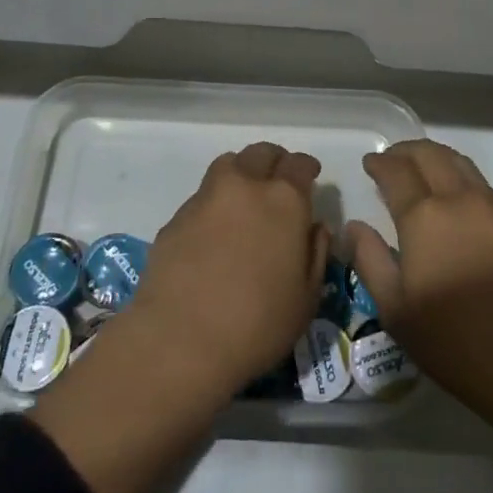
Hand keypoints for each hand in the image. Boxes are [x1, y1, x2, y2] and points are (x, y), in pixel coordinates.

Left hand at [123, 140, 329, 401]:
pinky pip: (203, 195)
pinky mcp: (177, 216)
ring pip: (229, 164)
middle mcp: (245, 185)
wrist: (180, 340)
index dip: (307, 167)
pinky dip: (215, 202)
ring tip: (245, 195)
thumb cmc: (258, 324)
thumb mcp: (307, 298)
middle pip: (262, 153)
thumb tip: (315, 227)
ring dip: (242, 171)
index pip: (299, 164)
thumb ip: (316, 253)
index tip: (310, 176)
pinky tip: (215, 231)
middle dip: (275, 161)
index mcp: (284, 200)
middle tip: (278, 181)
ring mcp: (207, 197)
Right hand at [346, 138, 492, 430]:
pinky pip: (486, 189)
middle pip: (431, 154)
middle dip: (407, 151)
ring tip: (424, 170)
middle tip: (392, 159)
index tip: (370, 163)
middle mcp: (461, 200)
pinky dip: (464, 182)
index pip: (396, 171)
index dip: (380, 162)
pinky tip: (460, 204)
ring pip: (462, 165)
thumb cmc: (454, 341)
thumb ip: (370, 260)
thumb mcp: (395, 310)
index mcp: (425, 216)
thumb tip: (354, 226)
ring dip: (437, 159)